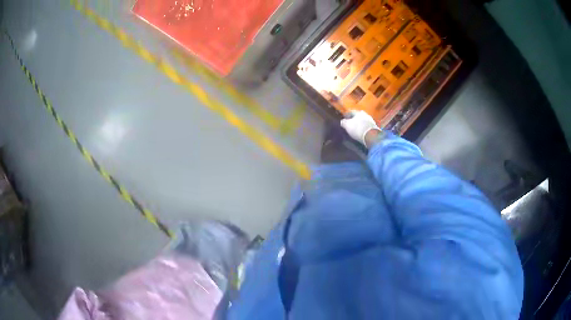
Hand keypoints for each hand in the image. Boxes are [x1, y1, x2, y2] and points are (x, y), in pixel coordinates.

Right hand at [340, 110, 380, 147]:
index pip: (351, 112)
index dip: (347, 115)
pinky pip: (367, 126)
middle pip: (358, 116)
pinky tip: (361, 132)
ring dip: (360, 124)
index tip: (344, 118)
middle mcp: (365, 114)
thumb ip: (343, 122)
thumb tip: (342, 121)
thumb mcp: (347, 125)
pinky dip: (364, 128)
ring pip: (363, 121)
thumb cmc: (357, 128)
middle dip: (354, 119)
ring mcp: (371, 121)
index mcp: (358, 112)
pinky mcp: (375, 128)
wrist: (371, 136)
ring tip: (356, 128)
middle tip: (350, 123)